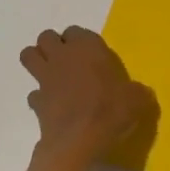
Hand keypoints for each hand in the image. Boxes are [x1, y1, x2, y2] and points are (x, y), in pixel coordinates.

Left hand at [19, 26, 156, 170]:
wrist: (78, 139)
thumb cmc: (110, 110)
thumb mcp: (137, 100)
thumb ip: (137, 92)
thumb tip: (141, 93)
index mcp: (87, 47)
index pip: (76, 31)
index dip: (80, 41)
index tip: (90, 55)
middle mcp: (62, 56)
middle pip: (46, 37)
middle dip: (53, 45)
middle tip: (68, 61)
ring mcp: (45, 77)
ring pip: (28, 55)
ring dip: (36, 61)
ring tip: (51, 74)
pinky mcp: (36, 101)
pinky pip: (33, 93)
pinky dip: (39, 98)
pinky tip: (52, 107)